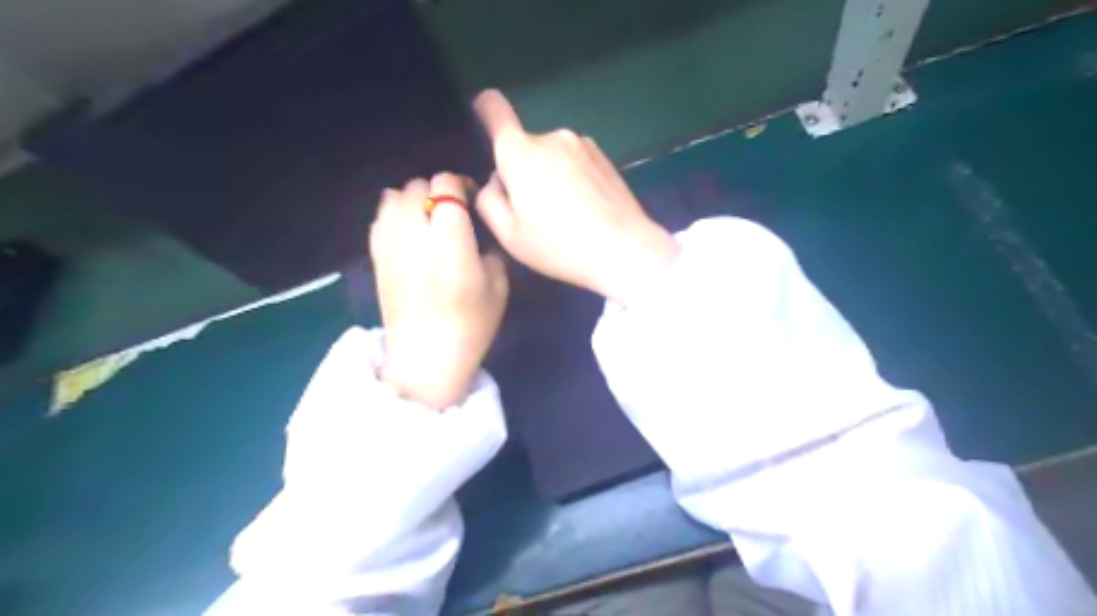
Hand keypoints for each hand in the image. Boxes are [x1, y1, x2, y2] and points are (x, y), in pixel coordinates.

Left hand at [368, 171, 504, 408]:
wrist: (426, 358)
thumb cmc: (470, 325)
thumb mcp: (498, 287)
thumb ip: (491, 252)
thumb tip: (478, 238)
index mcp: (450, 239)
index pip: (446, 186)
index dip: (460, 185)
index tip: (472, 199)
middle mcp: (415, 234)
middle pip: (418, 186)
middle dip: (438, 191)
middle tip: (452, 211)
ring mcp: (390, 245)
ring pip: (394, 197)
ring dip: (413, 199)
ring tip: (427, 218)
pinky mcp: (376, 259)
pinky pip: (379, 219)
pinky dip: (393, 215)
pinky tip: (407, 231)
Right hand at [471, 87, 678, 304]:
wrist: (624, 249)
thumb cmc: (559, 245)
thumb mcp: (509, 235)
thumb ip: (488, 200)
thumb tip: (496, 180)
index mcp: (520, 151)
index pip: (493, 108)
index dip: (483, 110)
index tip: (483, 123)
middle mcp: (551, 136)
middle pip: (524, 145)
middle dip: (522, 171)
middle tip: (534, 211)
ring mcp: (582, 143)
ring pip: (551, 155)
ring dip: (550, 174)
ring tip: (565, 214)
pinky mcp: (604, 156)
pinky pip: (575, 160)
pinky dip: (572, 178)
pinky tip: (585, 209)